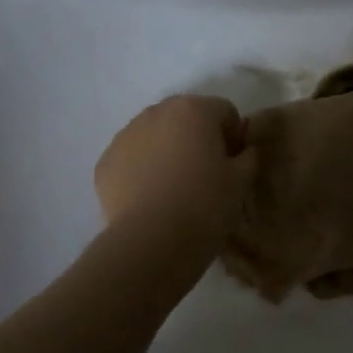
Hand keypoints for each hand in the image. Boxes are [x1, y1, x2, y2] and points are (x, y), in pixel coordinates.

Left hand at [95, 95, 254, 246]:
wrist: (151, 242)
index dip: (233, 136)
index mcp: (194, 110)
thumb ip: (248, 156)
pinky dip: (142, 170)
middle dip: (197, 137)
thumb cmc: (205, 205)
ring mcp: (125, 136)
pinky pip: (131, 158)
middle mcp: (156, 112)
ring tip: (175, 187)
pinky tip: (151, 198)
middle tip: (205, 173)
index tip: (234, 163)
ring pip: (155, 135)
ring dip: (167, 150)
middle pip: (185, 117)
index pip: (224, 111)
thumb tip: (243, 151)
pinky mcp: (105, 163)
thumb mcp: (241, 181)